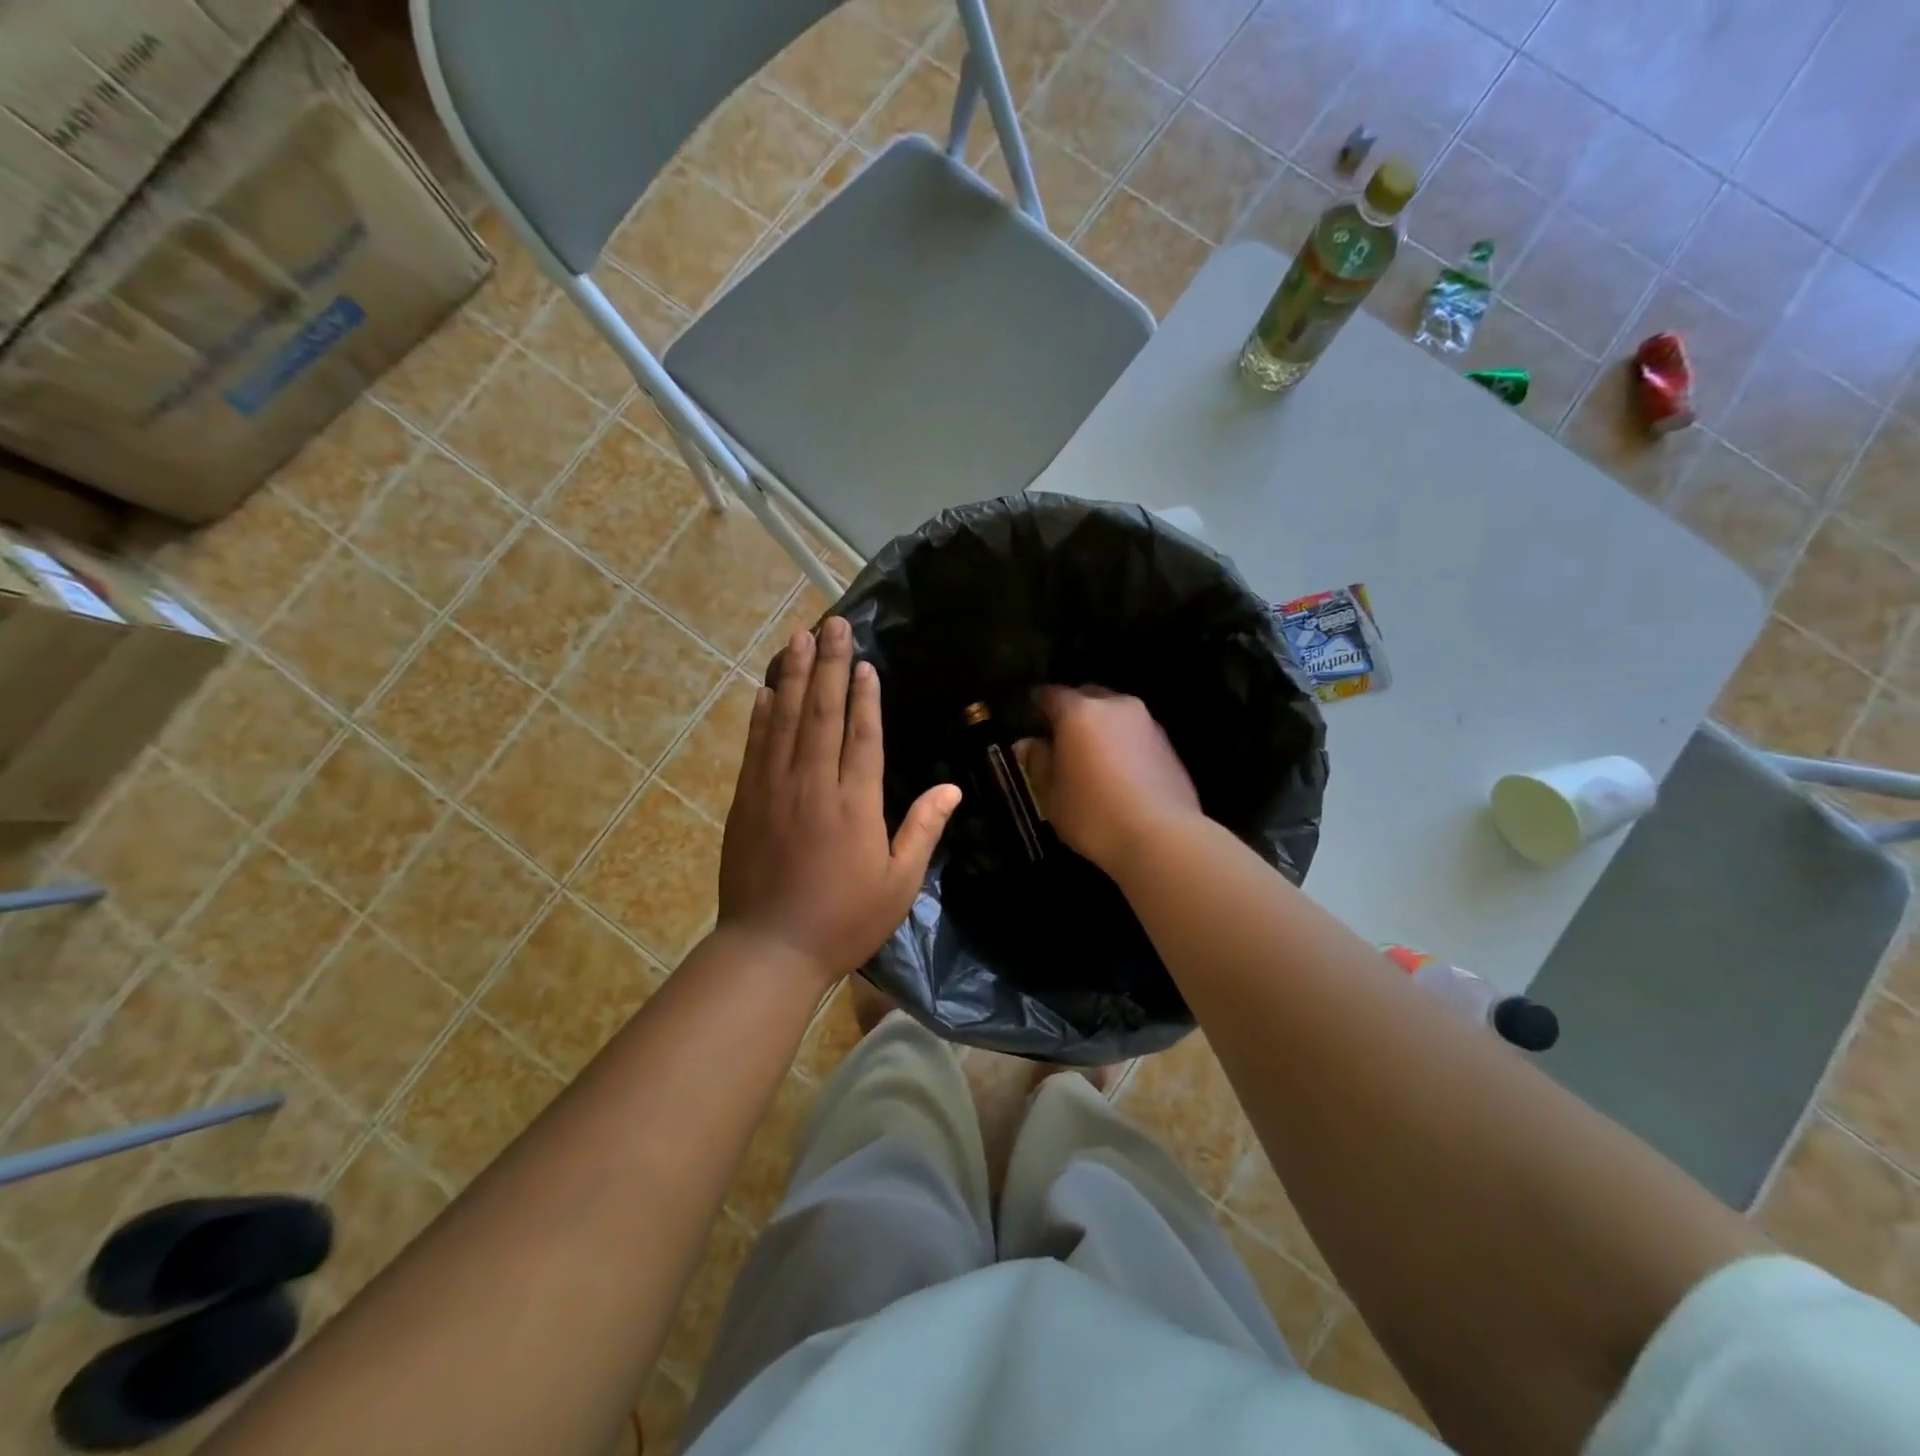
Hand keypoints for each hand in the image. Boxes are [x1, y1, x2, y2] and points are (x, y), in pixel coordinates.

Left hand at [718, 617, 960, 987]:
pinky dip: (762, 715)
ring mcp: (774, 790)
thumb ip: (923, 831)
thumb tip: (953, 789)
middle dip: (830, 665)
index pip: (862, 736)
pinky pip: (756, 748)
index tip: (865, 661)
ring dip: (795, 676)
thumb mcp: (898, 885)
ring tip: (799, 638)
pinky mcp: (747, 802)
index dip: (865, 696)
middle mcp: (813, 785)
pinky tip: (766, 690)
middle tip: (832, 624)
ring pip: (786, 721)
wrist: (769, 950)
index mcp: (855, 804)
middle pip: (822, 714)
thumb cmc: (843, 921)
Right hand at [1020, 686, 1202, 873]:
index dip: (1037, 707)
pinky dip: (1123, 744)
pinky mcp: (1169, 744)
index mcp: (1080, 711)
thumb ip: (1037, 762)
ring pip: (1115, 715)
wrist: (1162, 838)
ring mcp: (1147, 722)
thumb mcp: (1050, 794)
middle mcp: (1116, 705)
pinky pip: (1135, 734)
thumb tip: (1029, 744)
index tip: (1031, 722)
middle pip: (1087, 697)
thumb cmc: (1093, 814)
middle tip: (1060, 741)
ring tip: (1091, 759)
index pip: (1050, 694)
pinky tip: (1118, 773)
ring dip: (1100, 729)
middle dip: (1072, 713)